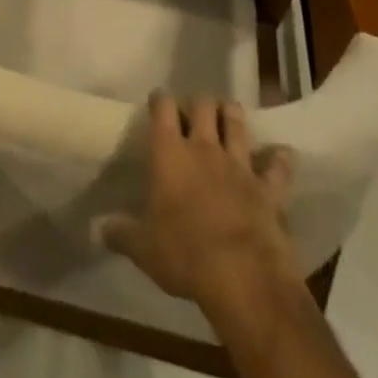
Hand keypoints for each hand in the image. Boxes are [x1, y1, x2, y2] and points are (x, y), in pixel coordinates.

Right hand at [95, 94, 297, 312]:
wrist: (242, 277)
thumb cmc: (184, 255)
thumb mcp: (143, 248)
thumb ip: (120, 233)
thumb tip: (95, 227)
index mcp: (170, 154)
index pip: (163, 108)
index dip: (160, 99)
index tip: (158, 99)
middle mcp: (204, 148)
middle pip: (203, 105)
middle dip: (199, 103)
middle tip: (194, 112)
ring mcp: (239, 165)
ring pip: (237, 123)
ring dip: (232, 115)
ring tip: (228, 114)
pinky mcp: (268, 188)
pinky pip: (278, 167)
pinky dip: (280, 159)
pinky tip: (282, 154)